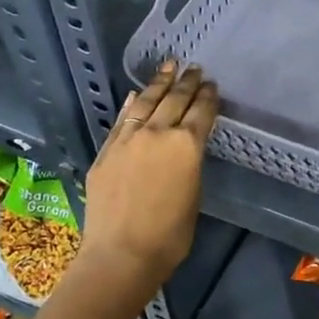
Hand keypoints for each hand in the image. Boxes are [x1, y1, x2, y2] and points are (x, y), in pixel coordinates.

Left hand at [79, 60, 218, 291]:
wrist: (121, 253)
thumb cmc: (170, 235)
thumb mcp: (193, 195)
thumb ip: (190, 164)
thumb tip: (183, 147)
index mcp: (187, 145)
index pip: (202, 112)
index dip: (208, 97)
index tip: (212, 85)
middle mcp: (158, 133)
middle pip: (175, 100)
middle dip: (187, 82)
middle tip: (194, 68)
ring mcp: (128, 139)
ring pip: (147, 102)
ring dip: (159, 83)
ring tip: (168, 66)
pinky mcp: (107, 150)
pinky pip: (122, 119)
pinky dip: (132, 104)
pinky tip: (137, 94)